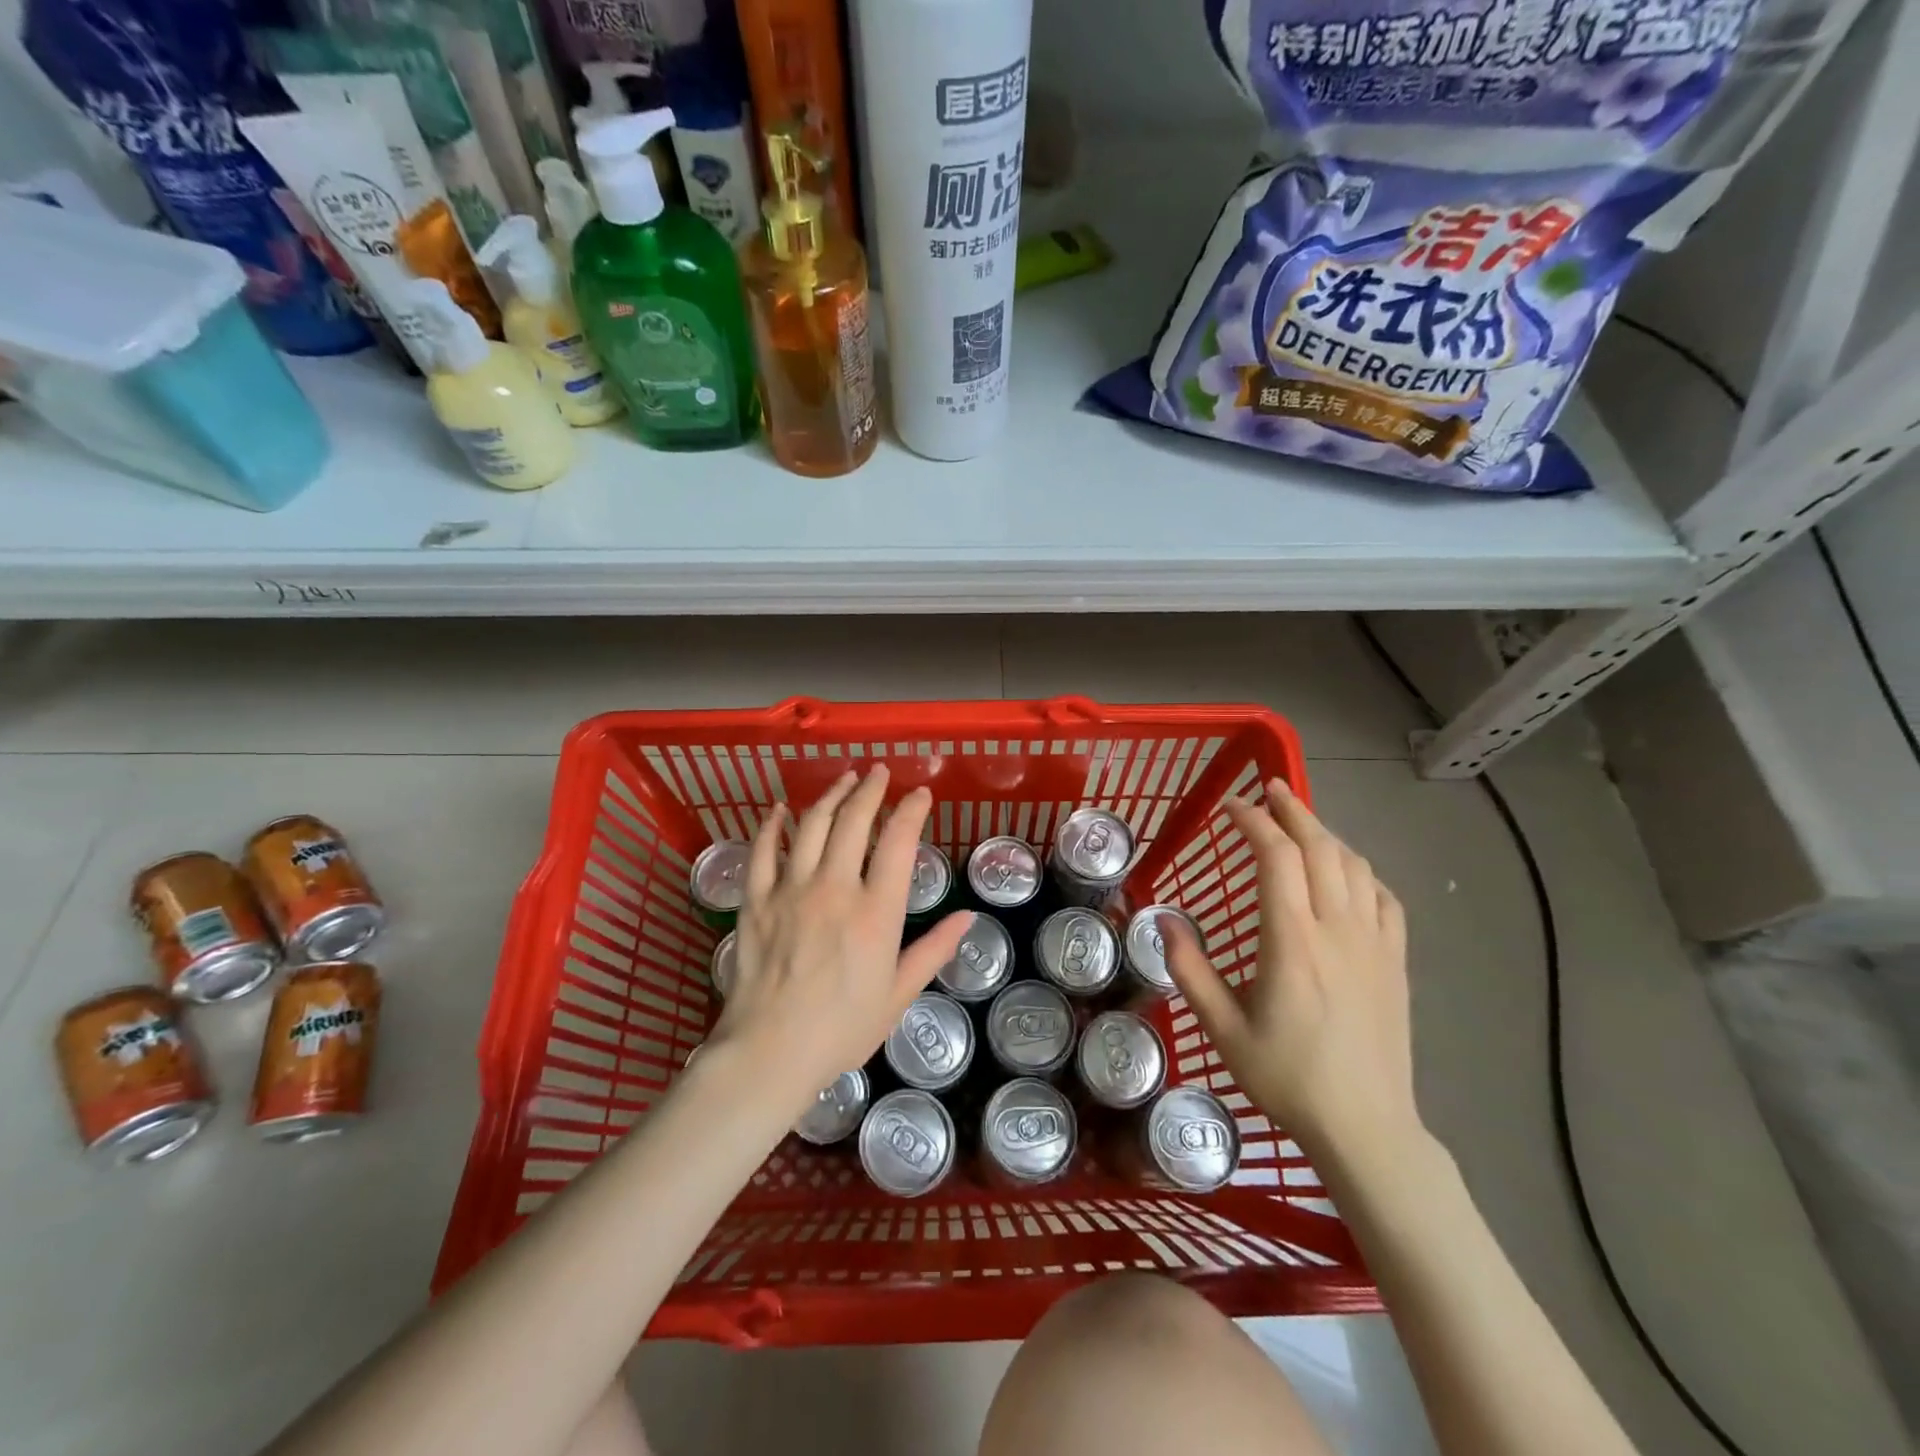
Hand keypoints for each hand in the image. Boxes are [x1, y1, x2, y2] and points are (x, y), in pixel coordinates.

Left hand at [708, 766, 971, 1112]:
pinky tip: (779, 810)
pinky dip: (772, 825)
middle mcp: (835, 888)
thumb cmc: (842, 1029)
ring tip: (843, 779)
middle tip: (878, 773)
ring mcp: (791, 890)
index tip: (920, 794)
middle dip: (870, 789)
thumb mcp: (898, 995)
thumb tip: (967, 917)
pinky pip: (763, 851)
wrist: (769, 1052)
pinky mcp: (757, 900)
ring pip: (812, 825)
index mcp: (876, 912)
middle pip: (854, 820)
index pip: (899, 842)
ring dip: (830, 795)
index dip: (911, 810)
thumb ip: (933, 950)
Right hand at [1163, 777, 1418, 1155]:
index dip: (1253, 822)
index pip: (1277, 858)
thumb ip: (1189, 970)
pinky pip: (1385, 898)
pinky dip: (1362, 871)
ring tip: (1300, 822)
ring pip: (1355, 866)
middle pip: (1320, 848)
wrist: (1366, 1128)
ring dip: (1325, 834)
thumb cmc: (1288, 1078)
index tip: (1230, 807)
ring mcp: (1374, 944)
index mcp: (1293, 942)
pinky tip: (1347, 873)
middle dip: (1293, 810)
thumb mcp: (1223, 1030)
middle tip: (1268, 789)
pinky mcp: (1396, 962)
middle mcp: (1337, 930)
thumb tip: (1162, 920)